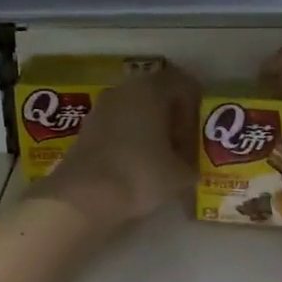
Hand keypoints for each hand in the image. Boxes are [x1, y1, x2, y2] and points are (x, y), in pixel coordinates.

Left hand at [28, 64, 200, 227]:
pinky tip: (136, 165)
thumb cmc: (140, 174)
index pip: (184, 85)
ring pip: (136, 111)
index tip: (198, 135)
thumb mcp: (180, 174)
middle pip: (158, 96)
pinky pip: (118, 126)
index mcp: (151, 88)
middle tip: (182, 147)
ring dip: (150, 129)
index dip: (196, 109)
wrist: (84, 197)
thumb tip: (187, 167)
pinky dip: (130, 140)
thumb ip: (191, 164)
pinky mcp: (86, 129)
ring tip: (161, 159)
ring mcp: (101, 107)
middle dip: (173, 119)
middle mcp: (124, 89)